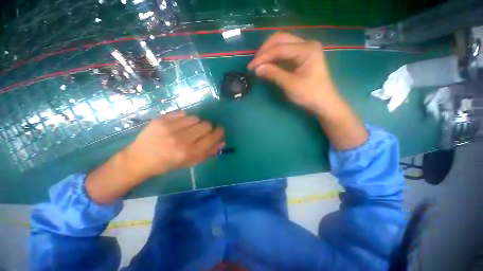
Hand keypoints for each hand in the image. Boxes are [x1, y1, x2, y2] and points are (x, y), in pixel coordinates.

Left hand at [85, 111, 223, 203]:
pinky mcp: (161, 119)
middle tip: (202, 131)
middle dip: (208, 127)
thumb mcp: (190, 162)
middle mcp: (181, 139)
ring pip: (196, 118)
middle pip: (206, 125)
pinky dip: (185, 118)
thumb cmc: (167, 164)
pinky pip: (183, 113)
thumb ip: (208, 152)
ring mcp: (170, 128)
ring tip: (189, 128)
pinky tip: (180, 124)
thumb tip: (222, 142)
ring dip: (196, 123)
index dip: (219, 132)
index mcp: (188, 152)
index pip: (211, 137)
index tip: (220, 130)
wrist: (139, 159)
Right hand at [248, 32, 339, 114]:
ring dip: (269, 52)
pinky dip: (274, 57)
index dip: (263, 57)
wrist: (323, 102)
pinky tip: (267, 63)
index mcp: (307, 49)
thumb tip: (257, 69)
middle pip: (281, 39)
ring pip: (282, 43)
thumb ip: (274, 74)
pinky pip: (285, 52)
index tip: (251, 67)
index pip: (280, 48)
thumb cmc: (309, 94)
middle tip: (254, 63)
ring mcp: (305, 49)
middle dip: (265, 50)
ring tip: (258, 63)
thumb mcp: (290, 84)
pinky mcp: (302, 57)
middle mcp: (306, 44)